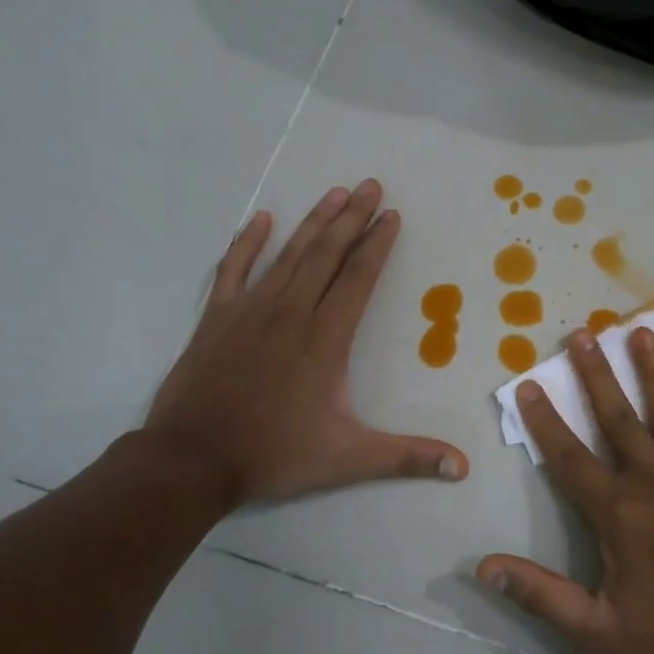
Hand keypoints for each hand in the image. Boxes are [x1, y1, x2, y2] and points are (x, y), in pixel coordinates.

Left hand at [142, 180, 467, 507]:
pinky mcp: (217, 318)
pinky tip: (261, 219)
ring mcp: (250, 310)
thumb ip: (407, 458)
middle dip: (352, 218)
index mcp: (325, 338)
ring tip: (334, 192)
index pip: (359, 278)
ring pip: (289, 254)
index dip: (377, 244)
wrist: (191, 460)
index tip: (391, 215)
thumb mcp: (348, 458)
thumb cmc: (274, 454)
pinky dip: (247, 242)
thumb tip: (462, 468)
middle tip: (370, 185)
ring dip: (314, 222)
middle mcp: (292, 312)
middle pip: (328, 254)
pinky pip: (234, 269)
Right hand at [477, 326, 653, 653]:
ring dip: (650, 370)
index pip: (570, 458)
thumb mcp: (600, 634)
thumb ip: (541, 594)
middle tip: (582, 333)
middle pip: (618, 418)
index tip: (529, 385)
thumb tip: (484, 567)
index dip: (545, 421)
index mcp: (620, 514)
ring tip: (639, 331)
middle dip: (596, 374)